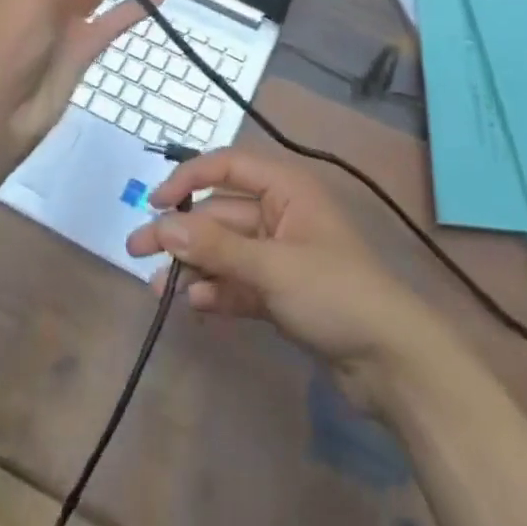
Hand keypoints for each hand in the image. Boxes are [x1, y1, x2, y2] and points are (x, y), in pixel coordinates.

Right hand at [125, 148, 433, 413]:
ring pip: (226, 250)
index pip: (229, 166)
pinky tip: (194, 304)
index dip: (190, 177)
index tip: (155, 201)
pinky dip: (217, 290)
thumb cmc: (334, 292)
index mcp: (286, 188)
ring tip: (158, 288)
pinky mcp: (281, 292)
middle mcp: (281, 213)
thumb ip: (217, 246)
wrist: (389, 360)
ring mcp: (281, 254)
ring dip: (194, 265)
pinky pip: (238, 282)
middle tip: (137, 250)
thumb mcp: (272, 266)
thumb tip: (165, 224)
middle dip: (182, 230)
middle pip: (222, 212)